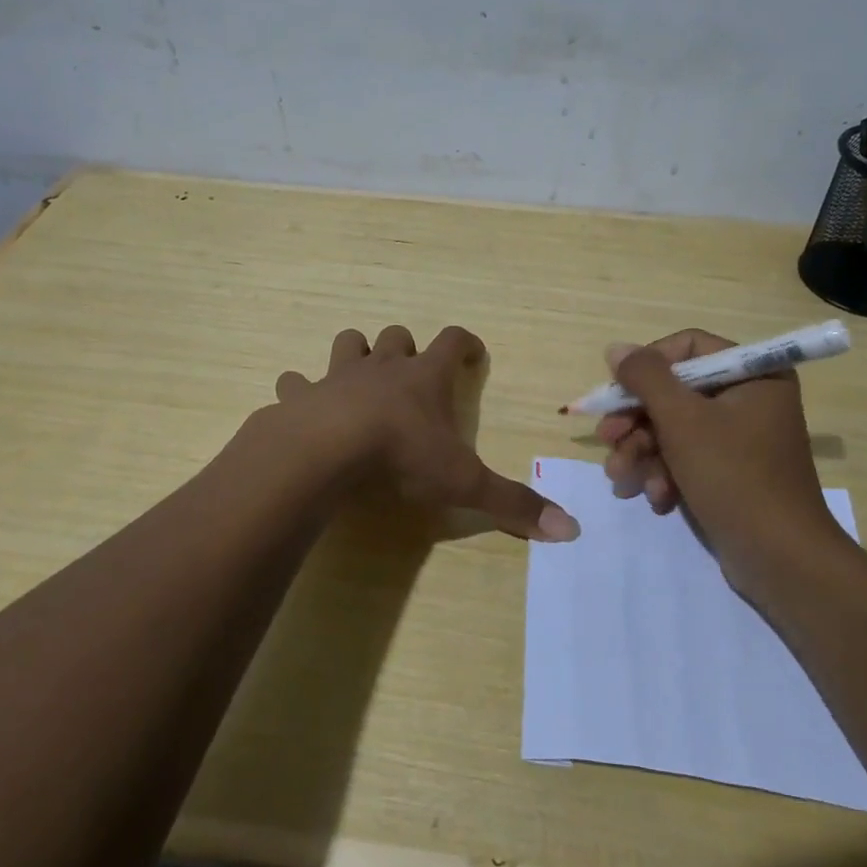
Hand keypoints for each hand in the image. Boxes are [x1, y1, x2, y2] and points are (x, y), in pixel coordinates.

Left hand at [275, 325, 579, 541]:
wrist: (326, 450)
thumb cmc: (402, 456)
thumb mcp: (464, 483)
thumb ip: (513, 504)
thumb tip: (571, 530)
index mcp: (425, 377)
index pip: (453, 340)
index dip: (466, 343)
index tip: (473, 353)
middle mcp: (383, 367)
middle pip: (397, 336)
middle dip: (406, 348)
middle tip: (412, 372)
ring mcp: (338, 376)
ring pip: (349, 343)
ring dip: (355, 354)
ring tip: (359, 378)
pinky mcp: (302, 395)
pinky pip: (295, 382)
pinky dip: (298, 389)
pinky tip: (300, 404)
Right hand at [597, 329, 840, 572]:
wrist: (781, 560)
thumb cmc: (734, 476)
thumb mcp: (682, 419)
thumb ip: (645, 377)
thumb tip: (616, 348)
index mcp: (754, 375)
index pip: (688, 347)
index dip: (647, 366)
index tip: (617, 392)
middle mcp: (750, 399)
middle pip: (674, 392)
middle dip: (636, 422)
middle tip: (606, 440)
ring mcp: (740, 438)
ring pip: (674, 429)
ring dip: (642, 453)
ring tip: (621, 480)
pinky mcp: (730, 472)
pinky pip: (687, 458)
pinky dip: (665, 475)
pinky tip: (654, 498)